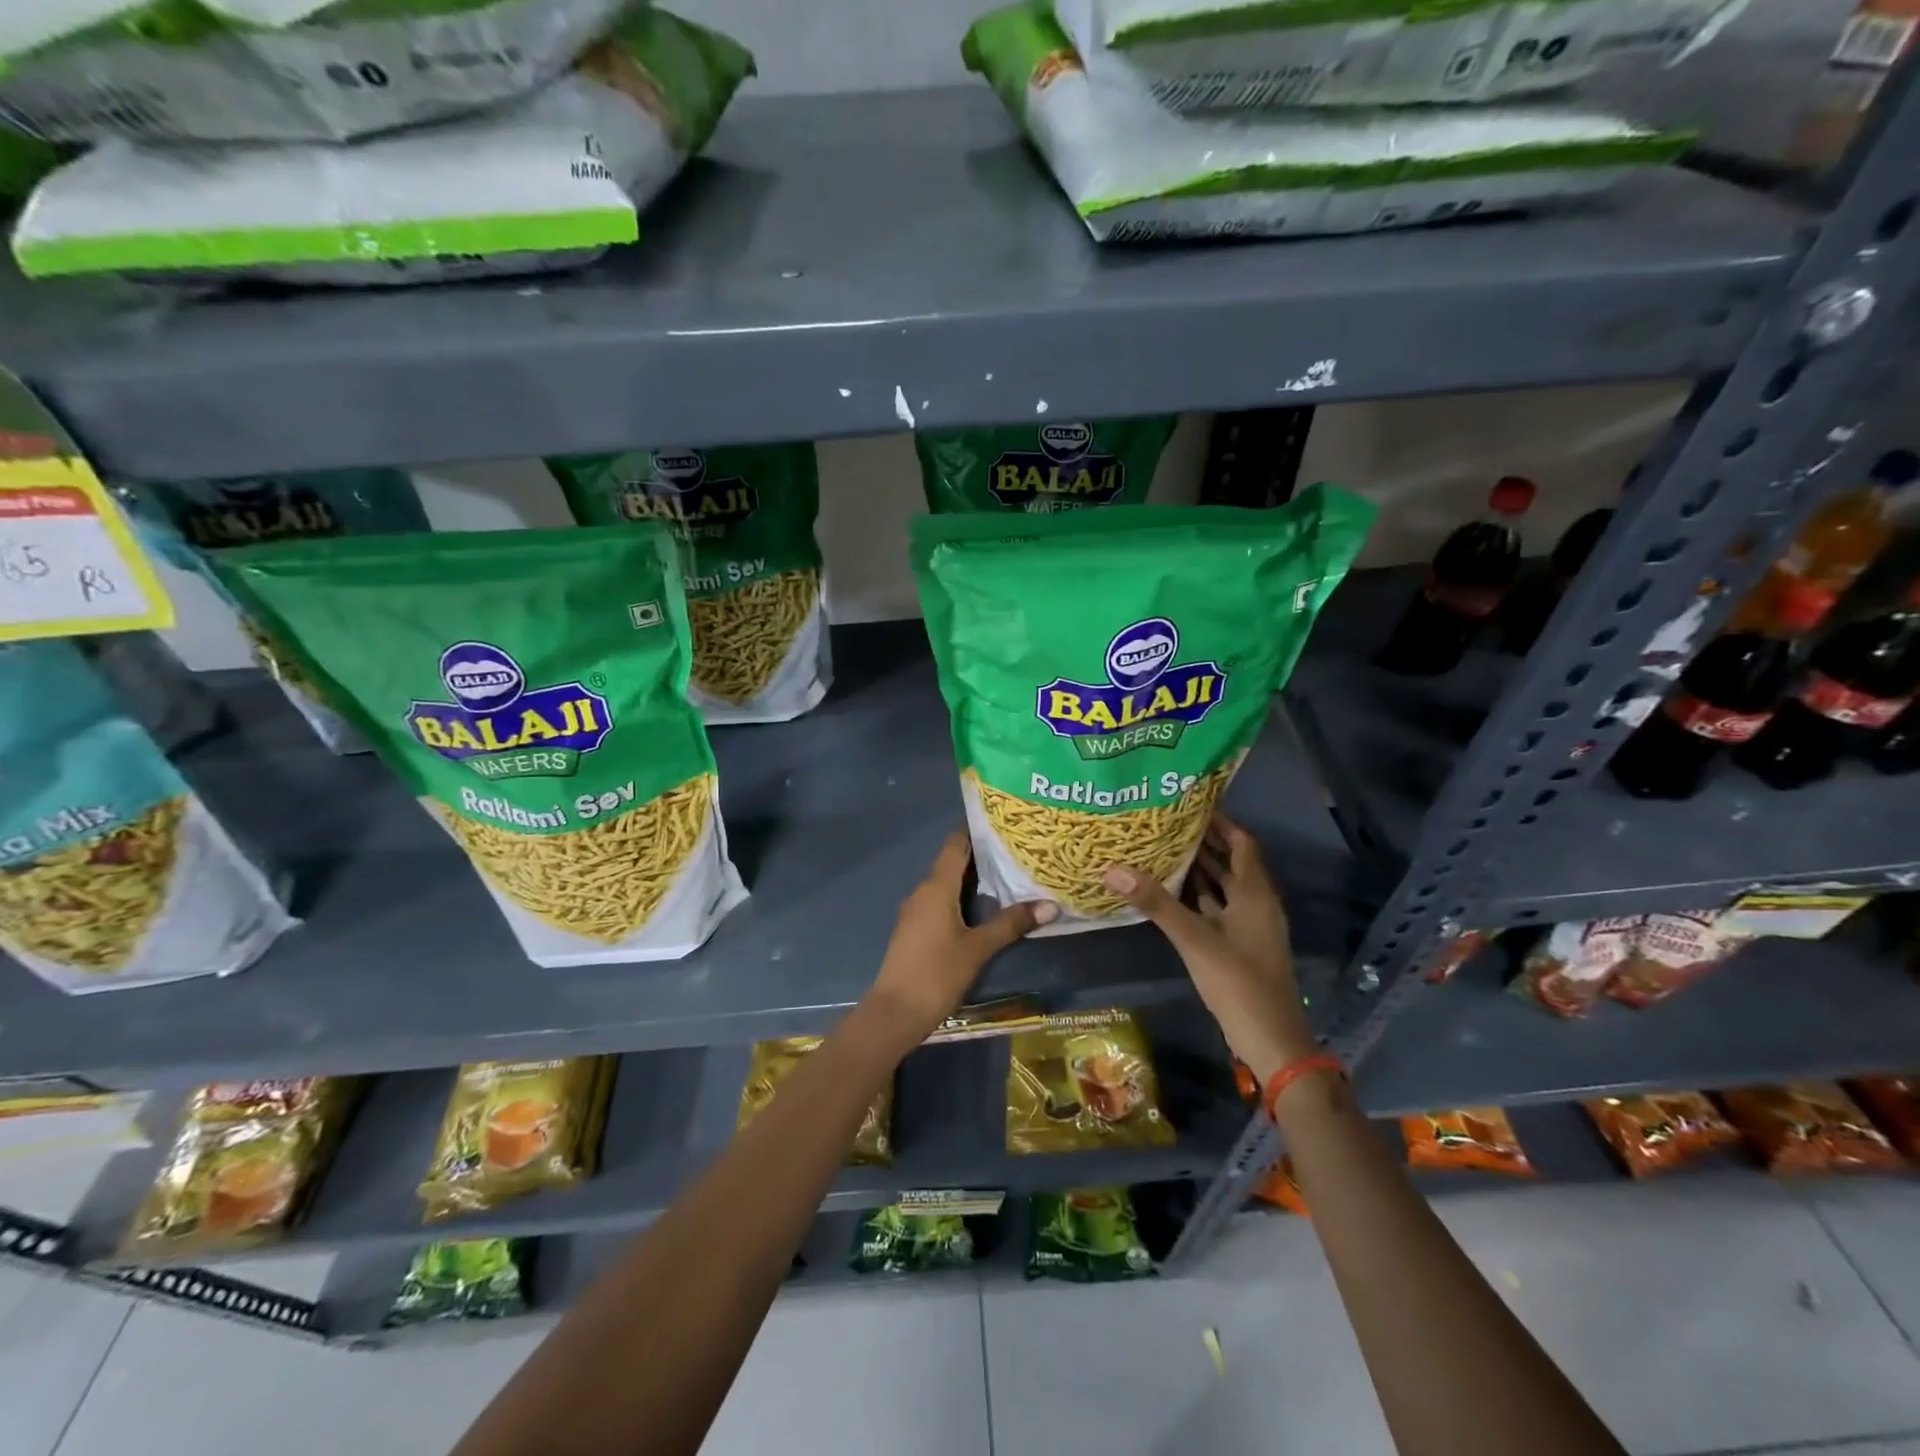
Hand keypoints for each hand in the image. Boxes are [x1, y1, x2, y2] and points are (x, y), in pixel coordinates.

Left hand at [865, 830, 1056, 1042]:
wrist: (895, 1012)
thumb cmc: (937, 972)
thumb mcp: (978, 948)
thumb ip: (1011, 924)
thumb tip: (1050, 905)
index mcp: (936, 886)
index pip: (955, 844)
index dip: (976, 831)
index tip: (1003, 824)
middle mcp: (922, 891)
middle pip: (951, 862)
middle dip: (980, 856)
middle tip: (1014, 851)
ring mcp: (915, 911)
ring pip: (945, 884)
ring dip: (971, 879)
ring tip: (1005, 877)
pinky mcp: (914, 930)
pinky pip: (939, 902)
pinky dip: (960, 898)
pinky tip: (980, 908)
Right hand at [1101, 813, 1313, 1081]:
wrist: (1270, 1040)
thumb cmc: (1238, 983)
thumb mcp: (1194, 939)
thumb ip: (1156, 903)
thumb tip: (1113, 868)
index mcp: (1255, 893)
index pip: (1242, 842)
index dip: (1221, 821)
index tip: (1190, 803)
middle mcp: (1256, 903)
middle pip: (1232, 861)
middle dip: (1204, 841)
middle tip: (1166, 821)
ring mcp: (1248, 926)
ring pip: (1224, 886)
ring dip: (1200, 868)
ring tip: (1163, 847)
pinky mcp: (1239, 945)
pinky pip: (1218, 908)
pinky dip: (1198, 895)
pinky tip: (1171, 891)